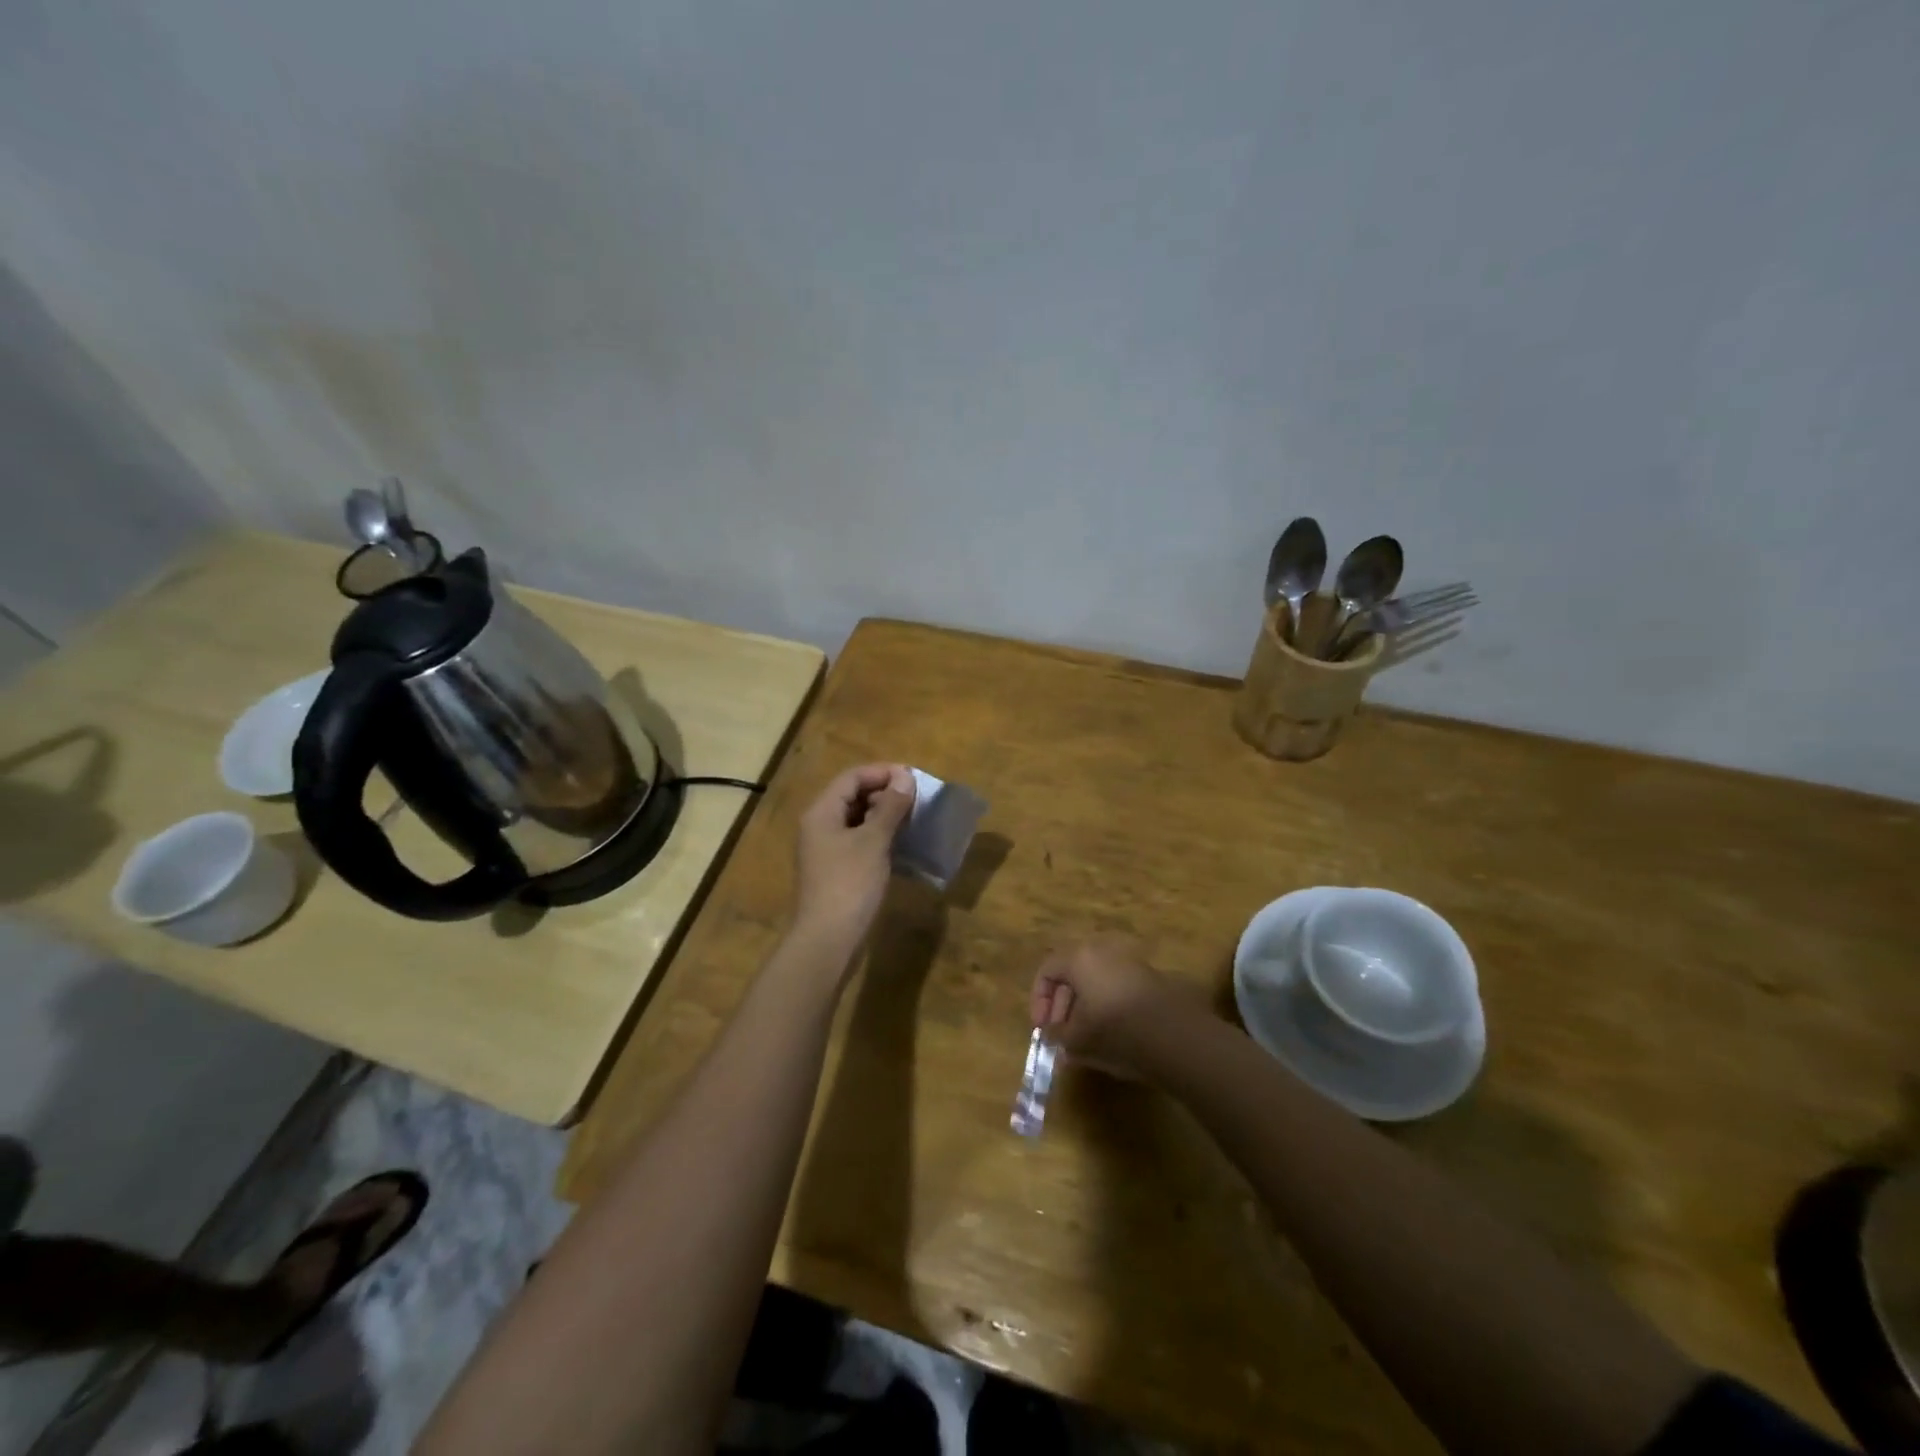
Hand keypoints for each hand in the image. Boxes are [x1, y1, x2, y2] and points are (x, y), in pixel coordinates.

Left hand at [791, 763, 915, 959]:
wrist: (827, 940)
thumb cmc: (850, 884)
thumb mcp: (873, 841)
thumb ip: (890, 807)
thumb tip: (905, 777)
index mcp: (822, 812)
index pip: (852, 777)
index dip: (882, 773)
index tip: (913, 779)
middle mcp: (819, 825)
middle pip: (852, 796)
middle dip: (885, 793)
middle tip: (917, 799)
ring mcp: (826, 850)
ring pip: (857, 819)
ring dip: (884, 815)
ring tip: (914, 818)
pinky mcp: (835, 870)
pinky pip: (858, 841)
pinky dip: (879, 836)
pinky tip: (901, 844)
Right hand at [1030, 937, 1197, 1081]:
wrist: (1174, 1035)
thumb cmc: (1114, 1030)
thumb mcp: (1076, 1039)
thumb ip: (1057, 1035)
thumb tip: (1054, 1034)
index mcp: (1079, 958)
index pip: (1047, 971)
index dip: (1039, 1000)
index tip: (1043, 1028)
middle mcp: (1102, 951)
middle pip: (1072, 973)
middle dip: (1062, 1005)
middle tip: (1062, 1035)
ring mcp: (1129, 962)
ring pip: (1096, 981)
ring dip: (1085, 1007)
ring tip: (1085, 1040)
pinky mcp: (1149, 977)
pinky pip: (1116, 988)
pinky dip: (1107, 1007)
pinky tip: (1111, 1036)